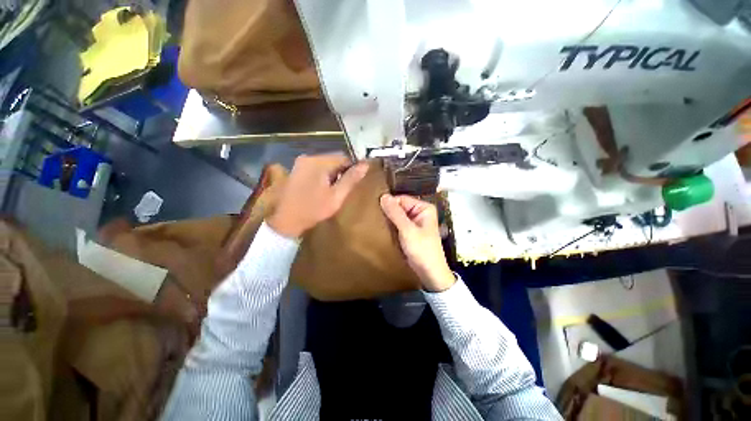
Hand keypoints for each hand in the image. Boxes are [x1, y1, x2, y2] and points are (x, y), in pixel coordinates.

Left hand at [268, 154, 368, 237]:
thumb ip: (351, 180)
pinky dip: (323, 175)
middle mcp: (308, 158)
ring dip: (333, 174)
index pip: (343, 157)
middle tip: (344, 188)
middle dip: (342, 171)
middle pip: (333, 159)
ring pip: (325, 164)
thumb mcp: (336, 197)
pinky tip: (322, 189)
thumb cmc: (312, 210)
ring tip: (334, 190)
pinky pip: (316, 168)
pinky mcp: (296, 170)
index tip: (355, 182)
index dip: (353, 168)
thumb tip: (365, 165)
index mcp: (318, 162)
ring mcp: (300, 163)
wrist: (283, 221)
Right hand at [380, 194, 455, 291]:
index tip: (376, 210)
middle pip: (400, 207)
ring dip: (389, 220)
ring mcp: (415, 223)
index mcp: (424, 208)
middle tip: (375, 217)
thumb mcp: (407, 230)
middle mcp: (420, 212)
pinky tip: (383, 229)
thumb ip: (395, 213)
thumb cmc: (422, 250)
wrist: (430, 273)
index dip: (390, 204)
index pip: (402, 199)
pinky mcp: (411, 232)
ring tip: (377, 223)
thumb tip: (383, 196)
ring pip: (398, 216)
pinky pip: (399, 224)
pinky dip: (392, 227)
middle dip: (389, 212)